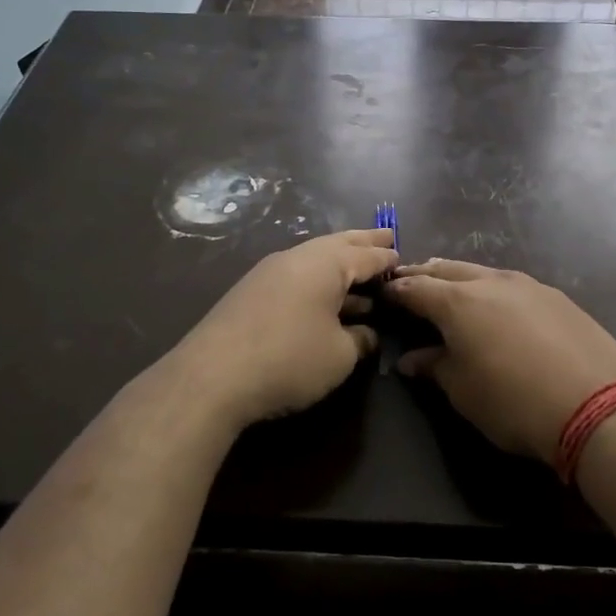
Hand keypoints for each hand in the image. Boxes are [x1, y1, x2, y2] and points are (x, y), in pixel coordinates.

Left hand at [173, 229, 398, 430]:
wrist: (212, 377)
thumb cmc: (289, 359)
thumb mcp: (340, 355)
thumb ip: (360, 340)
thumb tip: (366, 333)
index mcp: (325, 264)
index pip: (366, 255)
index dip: (387, 258)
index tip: (403, 257)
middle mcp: (296, 258)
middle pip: (338, 245)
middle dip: (363, 243)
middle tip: (386, 238)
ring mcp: (268, 273)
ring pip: (314, 261)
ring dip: (340, 266)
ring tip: (362, 275)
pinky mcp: (250, 294)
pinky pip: (296, 277)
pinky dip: (318, 282)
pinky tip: (324, 300)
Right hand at [385, 259, 615, 464]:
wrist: (597, 405)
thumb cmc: (514, 403)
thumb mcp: (464, 391)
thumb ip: (435, 367)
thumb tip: (411, 359)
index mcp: (459, 302)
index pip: (416, 288)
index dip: (396, 291)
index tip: (384, 293)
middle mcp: (491, 282)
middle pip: (448, 270)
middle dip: (425, 275)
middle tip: (410, 281)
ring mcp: (529, 285)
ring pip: (483, 272)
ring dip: (460, 278)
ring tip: (450, 288)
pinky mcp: (557, 297)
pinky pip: (513, 284)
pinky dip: (493, 288)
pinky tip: (498, 305)